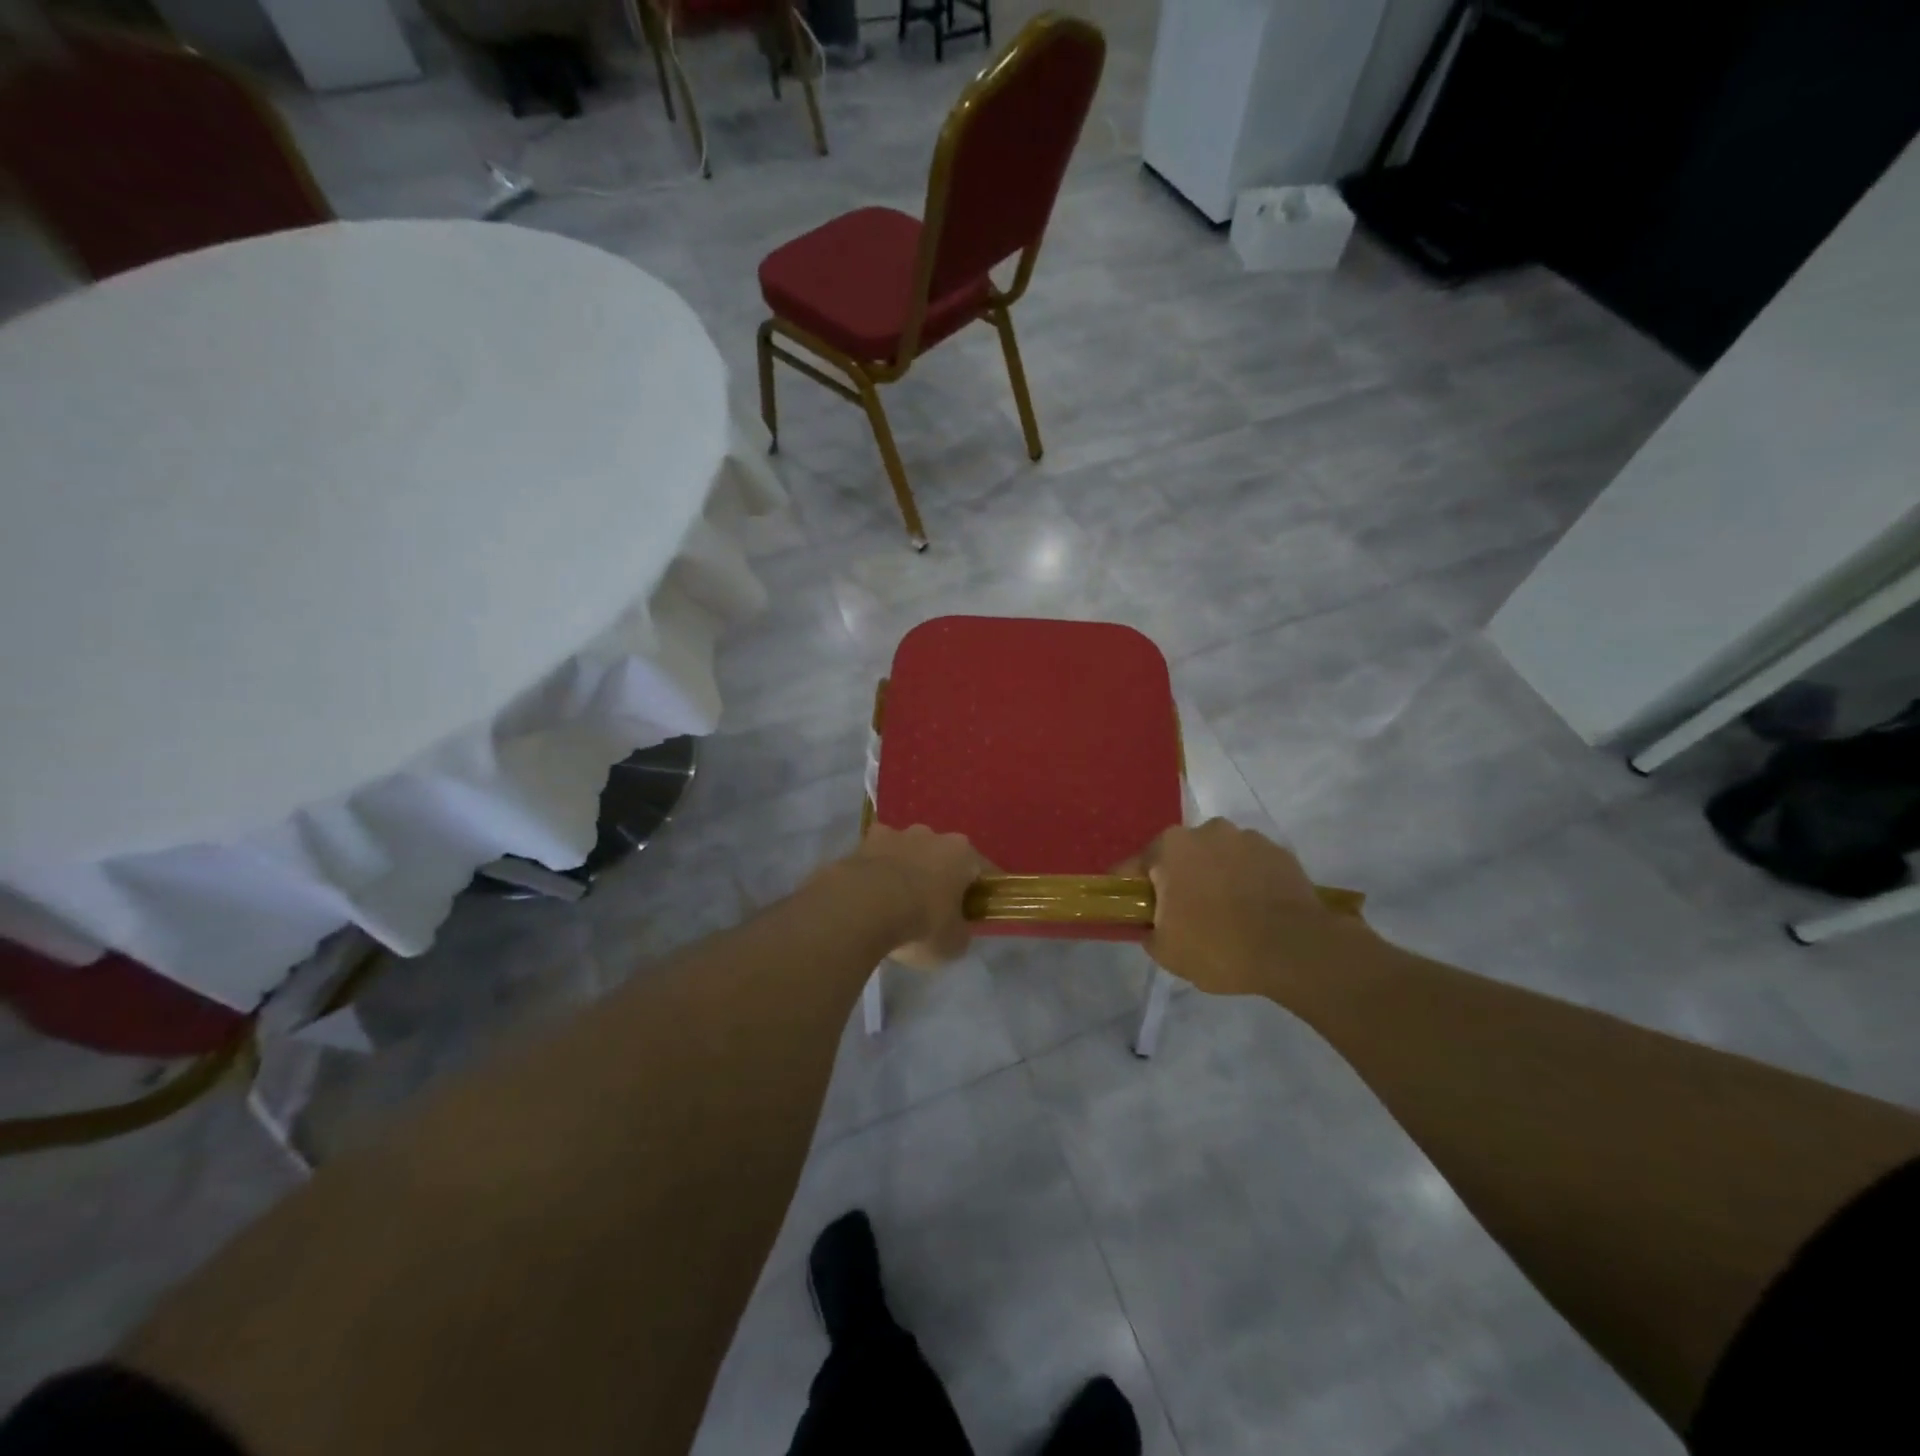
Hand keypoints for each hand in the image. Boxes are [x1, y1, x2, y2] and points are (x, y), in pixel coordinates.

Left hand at [842, 824, 986, 967]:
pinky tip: (870, 893)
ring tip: (897, 901)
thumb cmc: (921, 923)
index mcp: (961, 853)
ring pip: (908, 851)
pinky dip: (876, 870)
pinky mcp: (863, 842)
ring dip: (907, 869)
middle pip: (942, 855)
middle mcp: (931, 835)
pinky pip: (876, 856)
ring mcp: (895, 834)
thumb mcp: (953, 943)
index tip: (975, 910)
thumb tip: (956, 928)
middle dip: (940, 876)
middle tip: (933, 907)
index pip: (982, 869)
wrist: (863, 908)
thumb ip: (960, 931)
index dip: (980, 891)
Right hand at [1138, 820, 1360, 998]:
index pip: (1136, 866)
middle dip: (1179, 879)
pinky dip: (1247, 880)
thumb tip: (1151, 923)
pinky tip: (1255, 910)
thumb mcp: (1167, 952)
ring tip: (1228, 913)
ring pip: (1217, 857)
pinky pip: (1250, 865)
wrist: (1296, 950)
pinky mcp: (1278, 851)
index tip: (1139, 912)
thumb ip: (1147, 931)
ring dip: (1215, 876)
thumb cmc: (1219, 947)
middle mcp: (1206, 830)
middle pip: (1180, 856)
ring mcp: (1246, 837)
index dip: (1134, 891)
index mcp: (1170, 847)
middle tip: (1186, 916)